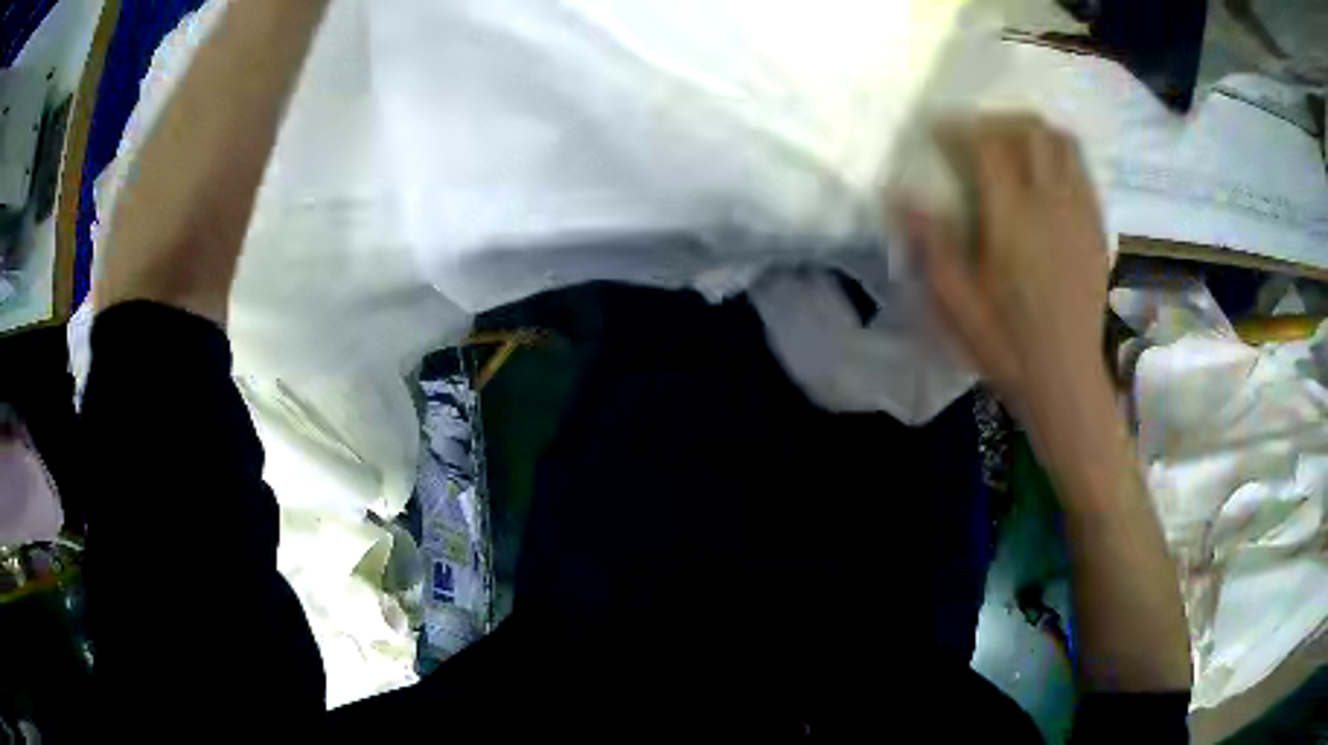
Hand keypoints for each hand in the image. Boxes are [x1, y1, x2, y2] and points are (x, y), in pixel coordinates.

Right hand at [900, 115, 1111, 422]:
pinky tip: (1045, 179)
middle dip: (998, 120)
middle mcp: (1051, 203)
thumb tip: (897, 195)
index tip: (938, 133)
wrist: (1066, 379)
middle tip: (976, 138)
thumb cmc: (1007, 346)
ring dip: (1033, 132)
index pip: (988, 143)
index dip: (959, 127)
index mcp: (1013, 219)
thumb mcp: (957, 304)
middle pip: (1030, 129)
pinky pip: (1082, 169)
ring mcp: (1080, 213)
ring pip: (1062, 142)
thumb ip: (931, 243)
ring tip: (1013, 149)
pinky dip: (1060, 157)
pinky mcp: (1096, 227)